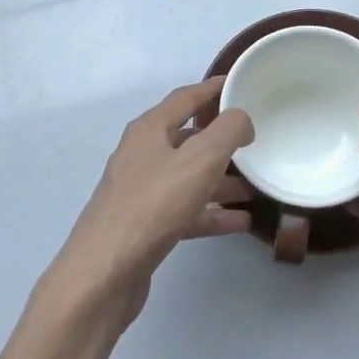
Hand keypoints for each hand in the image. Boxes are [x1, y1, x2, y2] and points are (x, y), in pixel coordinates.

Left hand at [51, 78, 254, 323]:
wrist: (103, 274)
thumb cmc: (153, 206)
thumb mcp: (200, 159)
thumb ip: (228, 130)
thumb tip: (241, 119)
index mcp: (149, 130)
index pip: (185, 97)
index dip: (213, 89)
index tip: (240, 85)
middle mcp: (142, 154)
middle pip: (187, 137)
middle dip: (221, 139)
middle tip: (254, 141)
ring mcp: (140, 191)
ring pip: (188, 176)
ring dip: (220, 179)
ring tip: (254, 187)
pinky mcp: (144, 225)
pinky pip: (185, 209)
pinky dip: (210, 212)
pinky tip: (238, 222)